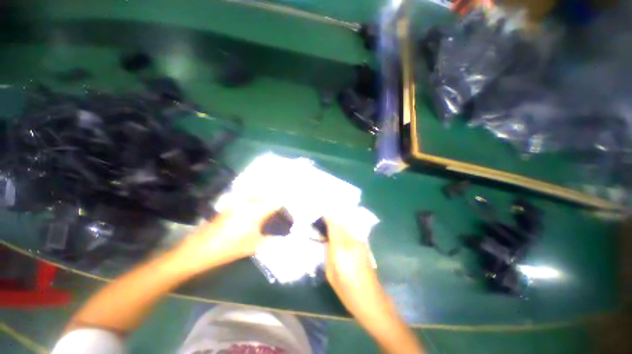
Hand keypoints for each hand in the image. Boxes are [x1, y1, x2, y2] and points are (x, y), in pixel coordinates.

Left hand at [173, 200, 280, 273]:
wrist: (200, 249)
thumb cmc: (230, 248)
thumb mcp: (254, 246)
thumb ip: (270, 240)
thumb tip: (282, 238)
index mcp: (255, 211)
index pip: (275, 202)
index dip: (283, 204)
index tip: (287, 209)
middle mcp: (247, 203)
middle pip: (266, 196)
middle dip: (274, 201)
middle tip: (278, 210)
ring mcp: (237, 203)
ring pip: (256, 196)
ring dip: (264, 200)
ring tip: (268, 210)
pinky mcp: (230, 206)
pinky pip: (246, 200)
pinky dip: (253, 202)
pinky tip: (253, 212)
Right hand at [324, 219, 387, 318]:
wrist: (371, 300)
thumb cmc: (347, 291)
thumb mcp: (330, 273)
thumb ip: (328, 252)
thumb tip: (327, 239)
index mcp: (342, 249)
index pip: (334, 225)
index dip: (327, 217)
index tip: (321, 214)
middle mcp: (352, 241)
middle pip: (341, 221)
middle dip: (333, 217)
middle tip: (324, 216)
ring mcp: (361, 242)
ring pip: (348, 224)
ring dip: (340, 220)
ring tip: (331, 220)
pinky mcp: (365, 245)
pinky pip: (353, 230)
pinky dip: (346, 226)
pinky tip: (341, 228)